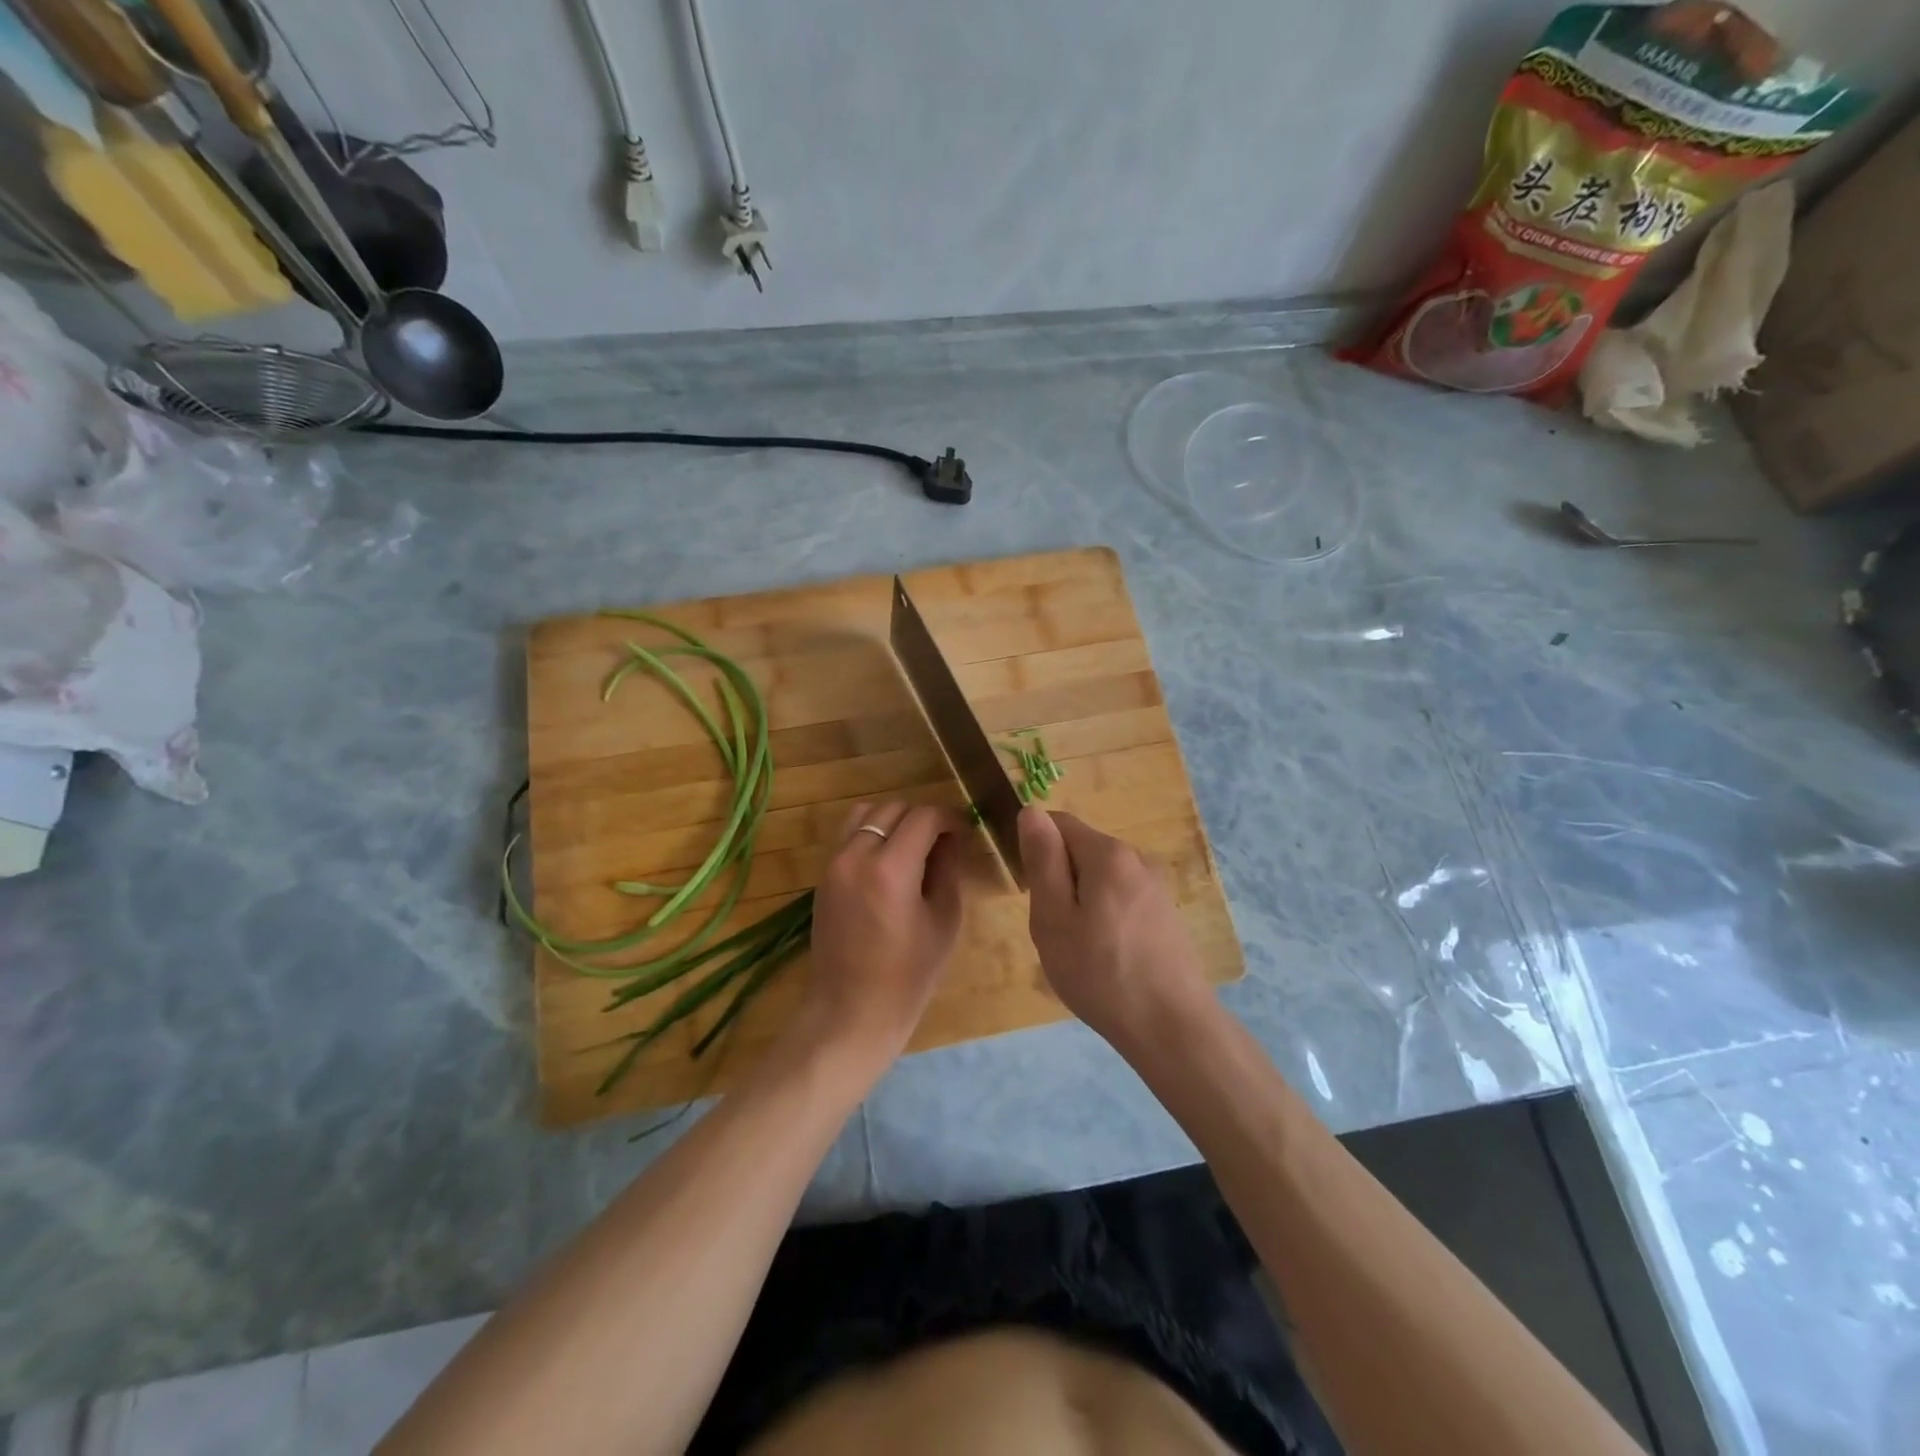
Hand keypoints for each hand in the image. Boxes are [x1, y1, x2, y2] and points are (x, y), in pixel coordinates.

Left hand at [788, 801, 967, 1082]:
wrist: (851, 1011)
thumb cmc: (908, 975)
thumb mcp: (944, 920)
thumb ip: (948, 869)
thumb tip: (951, 838)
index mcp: (891, 869)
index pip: (924, 817)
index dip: (949, 819)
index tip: (963, 833)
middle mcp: (856, 855)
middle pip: (893, 808)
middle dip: (922, 818)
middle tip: (942, 842)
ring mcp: (834, 864)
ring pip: (865, 813)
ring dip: (893, 820)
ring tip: (912, 847)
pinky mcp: (823, 875)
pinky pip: (849, 835)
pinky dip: (871, 834)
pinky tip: (889, 862)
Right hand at [1019, 807, 1212, 1053]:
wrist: (1171, 1027)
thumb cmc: (1101, 973)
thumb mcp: (1053, 918)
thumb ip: (1042, 860)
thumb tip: (1031, 811)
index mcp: (1108, 853)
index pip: (1058, 823)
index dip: (1037, 852)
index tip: (1033, 895)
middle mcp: (1138, 858)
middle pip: (1082, 850)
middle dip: (1060, 881)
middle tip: (1056, 931)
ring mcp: (1157, 886)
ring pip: (1101, 878)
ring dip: (1082, 902)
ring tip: (1081, 949)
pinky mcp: (1167, 913)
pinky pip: (1122, 898)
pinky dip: (1106, 917)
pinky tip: (1108, 957)